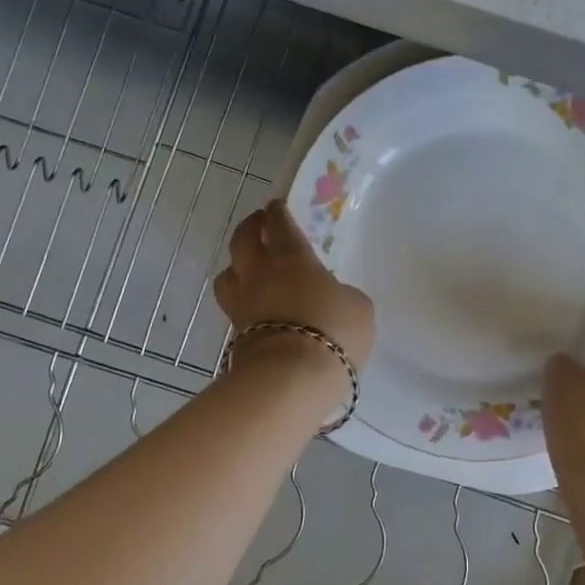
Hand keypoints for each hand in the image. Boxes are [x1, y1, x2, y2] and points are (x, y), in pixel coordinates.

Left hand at [213, 199, 375, 368]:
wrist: (290, 378)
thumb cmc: (332, 331)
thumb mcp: (358, 307)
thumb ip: (343, 295)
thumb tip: (333, 298)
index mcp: (291, 258)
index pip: (280, 225)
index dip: (278, 213)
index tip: (276, 206)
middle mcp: (260, 274)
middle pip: (243, 241)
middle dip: (251, 227)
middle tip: (258, 223)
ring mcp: (242, 305)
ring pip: (227, 275)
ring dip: (236, 265)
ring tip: (247, 267)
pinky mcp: (235, 335)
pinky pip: (233, 308)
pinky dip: (241, 301)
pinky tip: (254, 306)